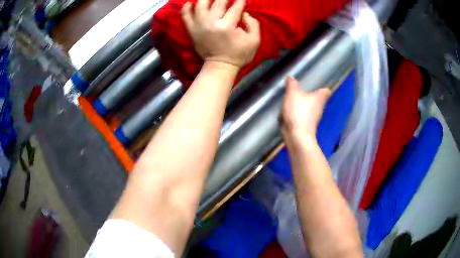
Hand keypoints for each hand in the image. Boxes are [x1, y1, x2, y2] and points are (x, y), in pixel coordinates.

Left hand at [181, 0, 259, 68]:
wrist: (220, 67)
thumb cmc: (239, 54)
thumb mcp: (254, 41)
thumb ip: (253, 24)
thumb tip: (244, 13)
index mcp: (228, 26)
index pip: (235, 7)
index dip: (240, 1)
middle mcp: (211, 23)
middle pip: (218, 2)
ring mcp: (199, 26)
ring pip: (200, 5)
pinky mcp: (192, 31)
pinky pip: (185, 17)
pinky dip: (186, 9)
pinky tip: (189, 3)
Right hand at [281, 76, 330, 141]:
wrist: (297, 136)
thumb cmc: (298, 111)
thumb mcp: (292, 93)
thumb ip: (292, 84)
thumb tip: (290, 77)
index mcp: (320, 98)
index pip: (326, 91)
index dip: (322, 88)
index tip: (316, 85)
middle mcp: (320, 108)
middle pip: (318, 100)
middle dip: (311, 96)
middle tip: (300, 90)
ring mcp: (313, 119)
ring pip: (310, 109)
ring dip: (303, 105)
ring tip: (292, 100)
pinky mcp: (307, 126)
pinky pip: (303, 117)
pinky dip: (297, 114)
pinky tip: (288, 112)